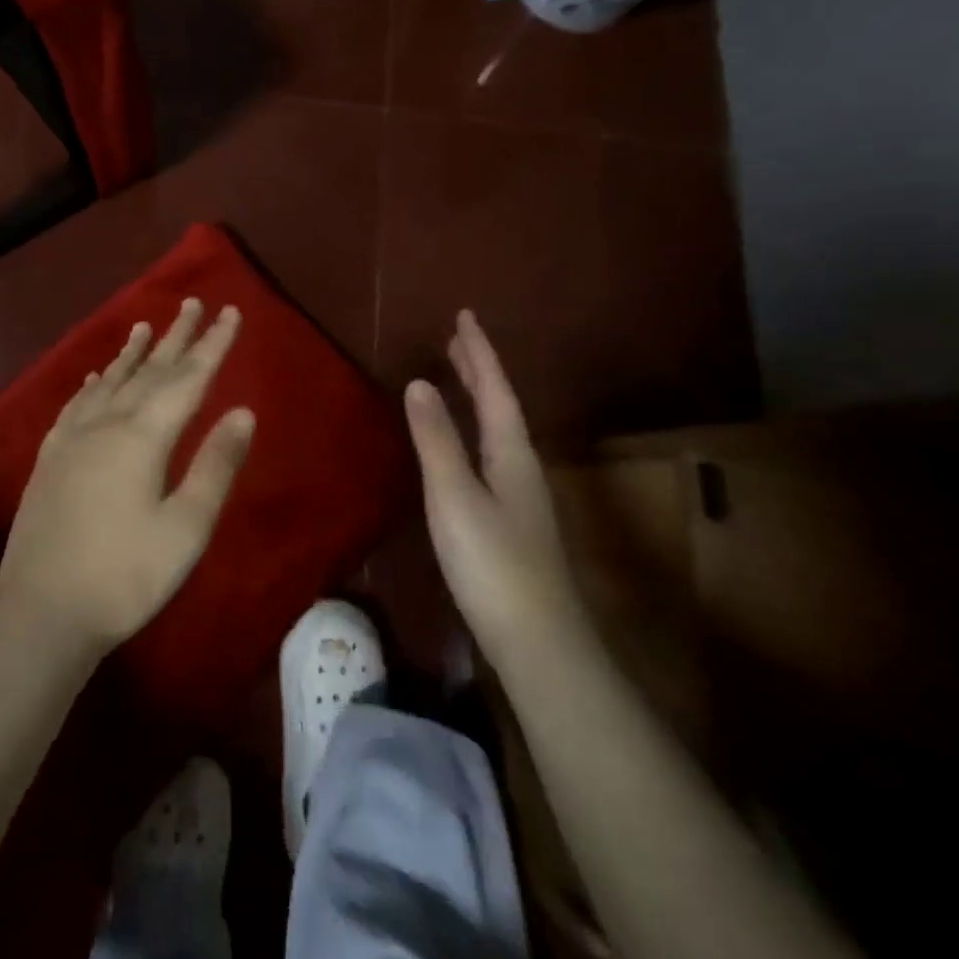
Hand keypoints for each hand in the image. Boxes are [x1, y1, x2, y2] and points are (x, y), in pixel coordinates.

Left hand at [0, 298, 255, 657]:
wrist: (41, 612)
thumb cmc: (125, 576)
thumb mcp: (186, 528)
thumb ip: (216, 465)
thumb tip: (244, 413)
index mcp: (143, 437)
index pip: (187, 378)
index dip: (212, 345)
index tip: (230, 312)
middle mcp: (106, 424)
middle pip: (149, 370)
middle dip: (176, 336)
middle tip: (193, 303)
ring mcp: (73, 439)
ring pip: (111, 381)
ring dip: (133, 352)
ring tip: (145, 325)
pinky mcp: (51, 458)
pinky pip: (77, 404)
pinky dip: (94, 383)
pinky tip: (97, 377)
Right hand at [405, 310, 580, 665]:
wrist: (538, 643)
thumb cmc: (492, 563)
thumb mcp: (455, 495)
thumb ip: (437, 439)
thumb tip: (419, 383)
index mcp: (512, 453)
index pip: (494, 388)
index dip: (478, 351)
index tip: (465, 315)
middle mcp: (522, 467)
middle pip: (501, 406)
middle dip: (479, 370)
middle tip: (458, 339)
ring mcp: (520, 496)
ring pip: (498, 431)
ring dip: (479, 398)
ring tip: (459, 379)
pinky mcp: (512, 522)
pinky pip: (491, 454)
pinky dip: (475, 431)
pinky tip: (465, 447)